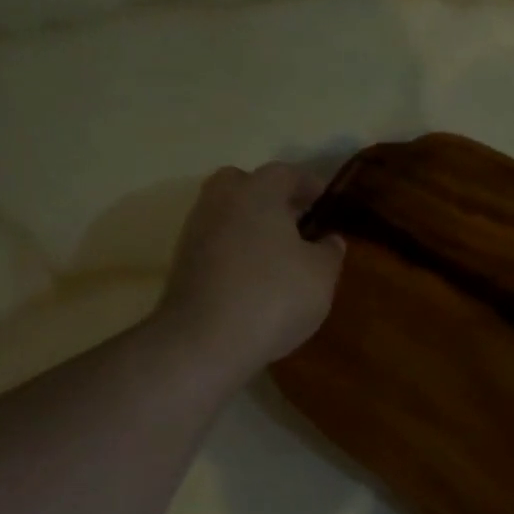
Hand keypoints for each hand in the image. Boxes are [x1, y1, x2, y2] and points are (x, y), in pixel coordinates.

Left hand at [154, 161, 345, 377]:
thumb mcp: (321, 275)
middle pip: (245, 184)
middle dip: (270, 197)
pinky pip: (217, 243)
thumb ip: (329, 251)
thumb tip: (330, 239)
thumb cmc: (274, 296)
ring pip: (228, 214)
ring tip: (280, 252)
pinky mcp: (184, 263)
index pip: (286, 173)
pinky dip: (236, 250)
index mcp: (257, 192)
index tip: (326, 201)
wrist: (205, 341)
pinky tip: (256, 276)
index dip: (310, 184)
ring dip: (252, 225)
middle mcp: (221, 201)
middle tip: (296, 220)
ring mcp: (196, 232)